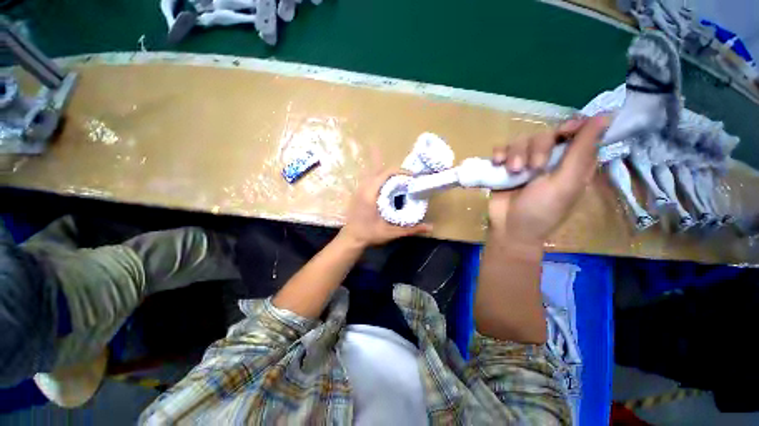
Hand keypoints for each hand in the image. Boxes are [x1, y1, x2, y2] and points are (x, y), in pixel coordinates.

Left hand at [340, 150, 432, 246]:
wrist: (351, 238)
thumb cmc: (370, 234)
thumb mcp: (392, 232)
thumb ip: (411, 229)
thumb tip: (431, 226)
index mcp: (371, 194)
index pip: (386, 173)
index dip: (400, 172)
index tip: (412, 177)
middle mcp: (364, 188)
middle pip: (380, 170)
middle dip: (395, 172)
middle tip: (407, 179)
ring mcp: (359, 189)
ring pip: (373, 172)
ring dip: (387, 174)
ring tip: (399, 180)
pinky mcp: (357, 192)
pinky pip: (369, 178)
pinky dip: (380, 178)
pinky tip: (386, 185)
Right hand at [487, 115, 608, 251]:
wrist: (509, 227)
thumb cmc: (542, 210)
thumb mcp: (567, 182)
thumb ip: (583, 150)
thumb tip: (606, 115)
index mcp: (571, 163)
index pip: (577, 133)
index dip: (571, 127)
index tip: (562, 133)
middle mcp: (549, 159)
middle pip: (545, 134)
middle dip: (537, 148)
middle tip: (533, 168)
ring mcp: (524, 162)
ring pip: (521, 140)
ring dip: (515, 153)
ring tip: (512, 171)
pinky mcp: (505, 166)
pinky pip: (502, 148)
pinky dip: (499, 153)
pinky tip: (497, 163)